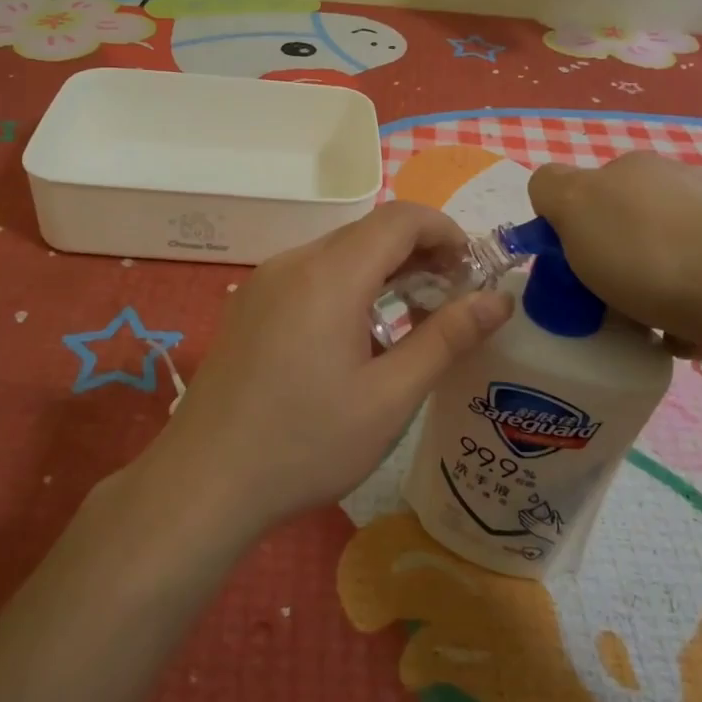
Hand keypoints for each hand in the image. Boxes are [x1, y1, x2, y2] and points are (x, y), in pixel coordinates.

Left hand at [141, 201, 513, 539]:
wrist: (203, 482)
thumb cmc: (305, 444)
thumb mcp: (389, 398)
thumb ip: (446, 340)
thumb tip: (498, 300)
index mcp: (329, 274)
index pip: (400, 218)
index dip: (444, 230)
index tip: (471, 270)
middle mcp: (293, 262)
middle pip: (368, 232)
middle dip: (418, 253)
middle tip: (450, 300)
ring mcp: (264, 282)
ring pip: (338, 253)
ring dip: (382, 271)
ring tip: (410, 320)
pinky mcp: (249, 305)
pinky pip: (309, 275)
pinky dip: (347, 286)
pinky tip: (356, 336)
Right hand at [529, 152, 701, 359]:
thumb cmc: (650, 253)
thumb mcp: (575, 208)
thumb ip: (549, 190)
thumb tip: (554, 196)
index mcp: (630, 167)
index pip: (578, 193)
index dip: (566, 233)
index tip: (568, 272)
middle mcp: (675, 183)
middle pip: (618, 230)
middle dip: (606, 268)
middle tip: (603, 305)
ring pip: (657, 261)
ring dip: (643, 295)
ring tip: (647, 329)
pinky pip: (695, 288)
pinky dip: (682, 313)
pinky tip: (686, 335)